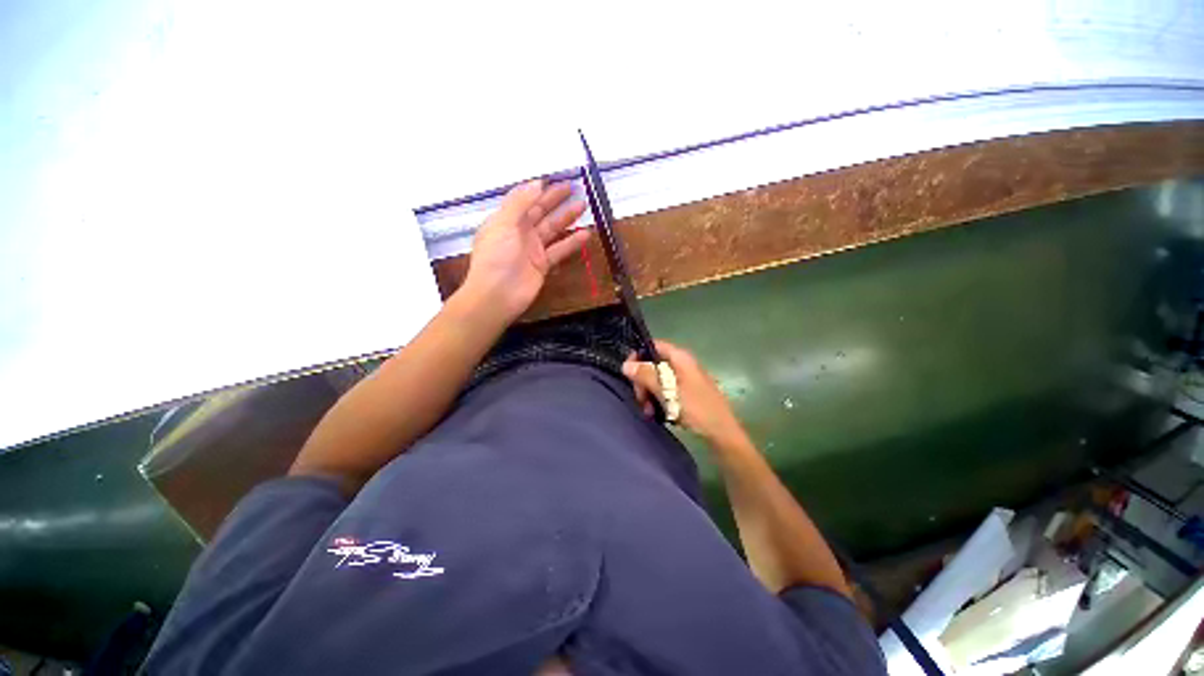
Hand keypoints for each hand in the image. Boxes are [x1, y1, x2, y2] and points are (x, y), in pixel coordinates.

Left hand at [463, 180, 588, 320]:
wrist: (497, 295)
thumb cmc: (495, 257)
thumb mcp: (503, 224)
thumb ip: (520, 203)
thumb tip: (536, 184)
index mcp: (506, 220)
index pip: (524, 200)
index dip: (538, 189)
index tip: (554, 178)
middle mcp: (519, 232)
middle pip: (541, 211)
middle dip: (556, 199)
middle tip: (574, 187)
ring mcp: (532, 249)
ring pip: (553, 229)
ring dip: (567, 217)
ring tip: (583, 205)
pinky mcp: (543, 265)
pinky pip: (560, 250)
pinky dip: (572, 242)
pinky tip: (585, 234)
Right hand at [622, 340, 746, 446]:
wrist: (722, 432)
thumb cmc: (696, 409)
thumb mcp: (668, 392)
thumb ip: (646, 376)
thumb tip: (626, 364)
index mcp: (681, 358)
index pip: (654, 345)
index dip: (639, 355)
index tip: (629, 373)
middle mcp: (683, 364)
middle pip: (654, 364)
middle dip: (643, 381)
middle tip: (640, 399)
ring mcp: (685, 379)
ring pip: (658, 380)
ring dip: (649, 394)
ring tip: (649, 411)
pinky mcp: (687, 393)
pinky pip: (666, 391)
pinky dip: (659, 400)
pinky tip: (657, 414)